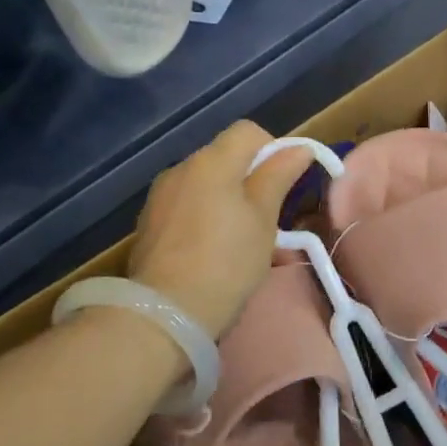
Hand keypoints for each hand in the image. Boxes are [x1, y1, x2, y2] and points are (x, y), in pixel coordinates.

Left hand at [127, 121, 313, 339]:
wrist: (165, 313)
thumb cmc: (227, 262)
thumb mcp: (263, 219)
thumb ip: (279, 176)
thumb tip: (299, 148)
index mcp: (211, 161)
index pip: (248, 132)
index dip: (273, 150)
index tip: (283, 186)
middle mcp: (181, 168)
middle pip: (224, 157)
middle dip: (250, 179)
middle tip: (267, 218)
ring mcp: (160, 196)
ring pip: (205, 184)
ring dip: (226, 200)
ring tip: (240, 240)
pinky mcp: (148, 224)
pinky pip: (185, 206)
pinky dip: (203, 217)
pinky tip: (211, 251)